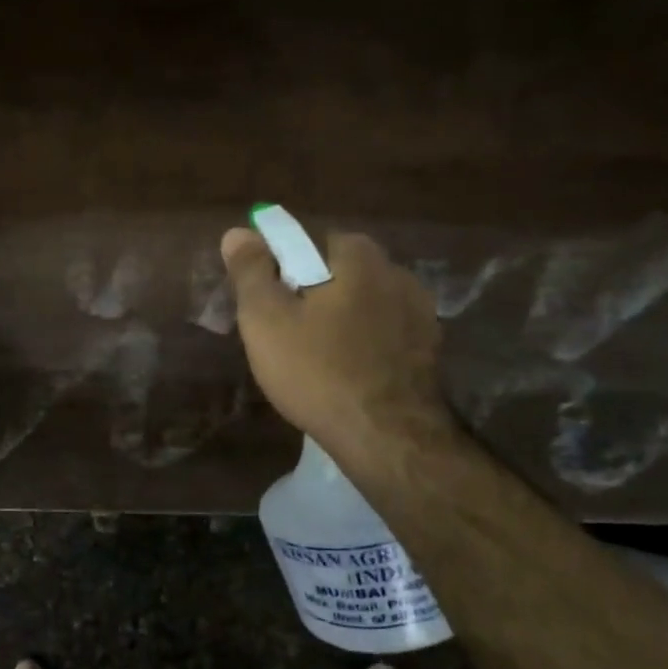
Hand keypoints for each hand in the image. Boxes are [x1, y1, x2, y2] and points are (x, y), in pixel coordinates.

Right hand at [220, 226, 456, 458]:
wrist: (386, 436)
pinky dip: (364, 343)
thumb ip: (251, 271)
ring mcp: (420, 311)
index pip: (308, 242)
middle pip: (338, 272)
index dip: (281, 270)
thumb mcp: (266, 320)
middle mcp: (396, 271)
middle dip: (312, 293)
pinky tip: (348, 373)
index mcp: (357, 256)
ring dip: (341, 319)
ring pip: (363, 303)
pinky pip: (383, 332)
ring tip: (317, 359)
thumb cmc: (317, 371)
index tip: (266, 305)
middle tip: (286, 334)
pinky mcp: (429, 348)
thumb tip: (238, 232)